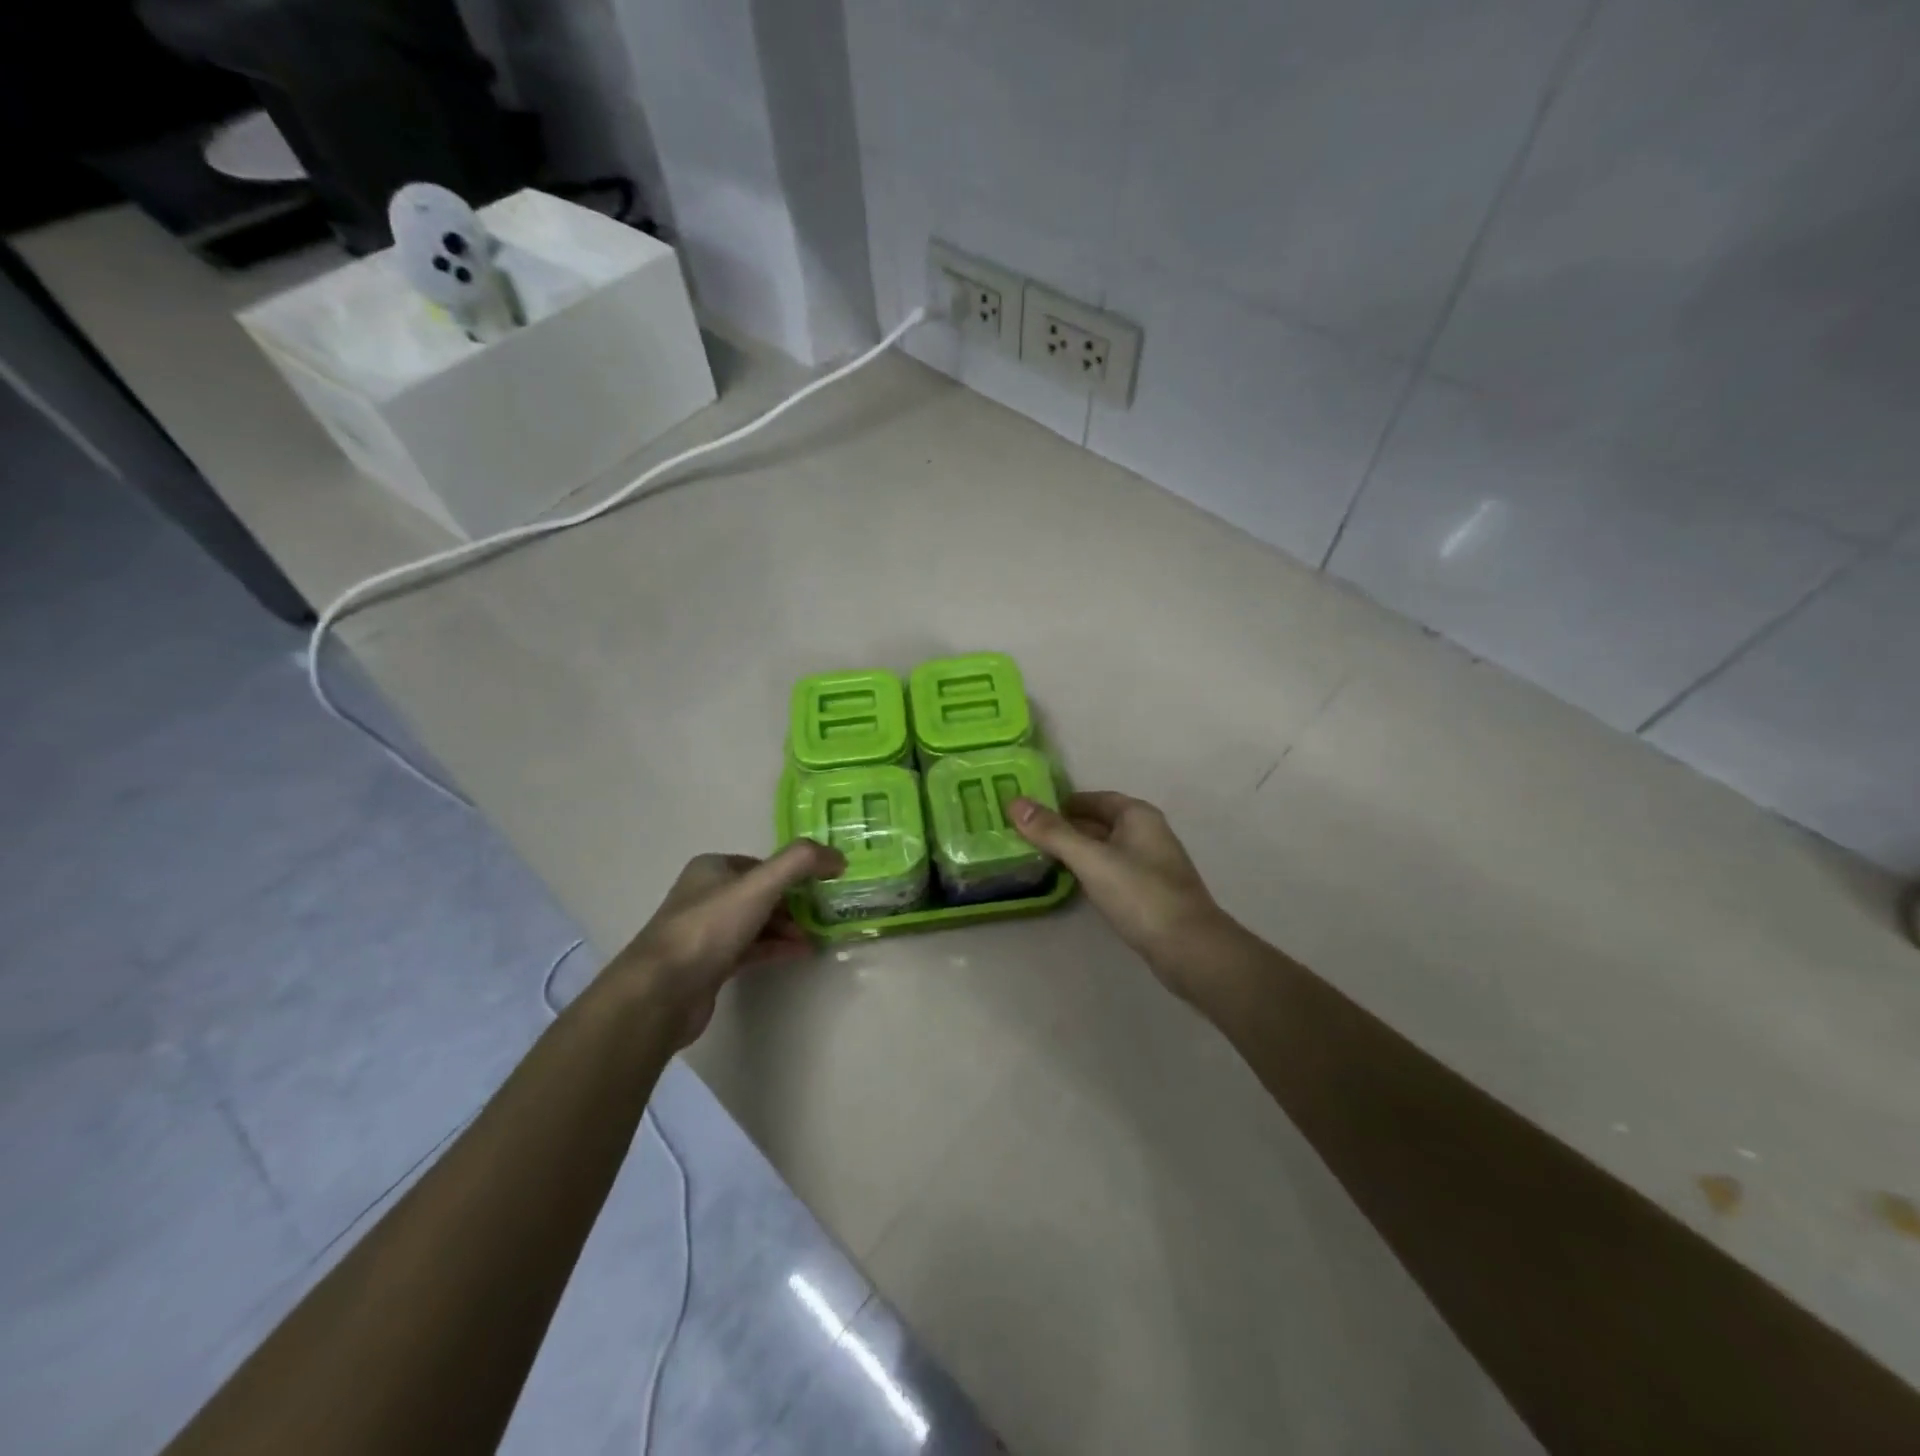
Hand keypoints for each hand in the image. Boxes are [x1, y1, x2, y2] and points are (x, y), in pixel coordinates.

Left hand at [614, 840, 844, 1045]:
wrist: (662, 991)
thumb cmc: (710, 928)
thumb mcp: (760, 885)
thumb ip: (801, 862)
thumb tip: (837, 857)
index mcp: (712, 868)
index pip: (762, 863)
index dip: (794, 872)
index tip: (824, 886)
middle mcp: (706, 894)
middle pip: (762, 892)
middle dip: (794, 902)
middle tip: (824, 914)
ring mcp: (706, 932)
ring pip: (757, 922)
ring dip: (788, 927)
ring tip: (817, 937)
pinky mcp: (710, 964)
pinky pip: (751, 949)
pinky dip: (776, 948)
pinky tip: (800, 953)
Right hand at [1010, 791, 1233, 1000]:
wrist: (1189, 948)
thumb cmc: (1140, 894)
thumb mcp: (1091, 859)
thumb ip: (1053, 832)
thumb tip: (1015, 803)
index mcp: (1137, 815)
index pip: (1093, 799)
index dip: (1061, 803)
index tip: (1029, 813)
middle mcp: (1147, 833)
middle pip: (1099, 822)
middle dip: (1065, 828)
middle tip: (1025, 836)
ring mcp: (1151, 864)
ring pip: (1105, 848)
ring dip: (1076, 851)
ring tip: (1039, 858)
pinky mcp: (1149, 892)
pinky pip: (1112, 871)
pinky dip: (1090, 871)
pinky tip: (1071, 883)